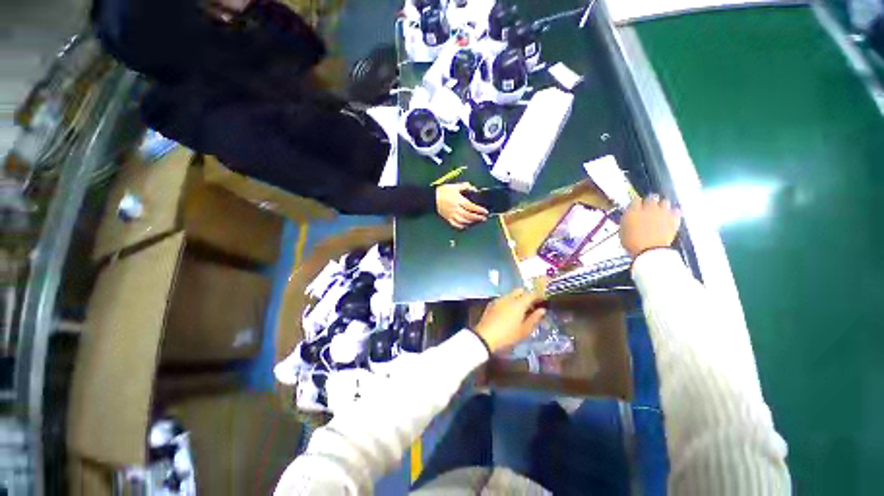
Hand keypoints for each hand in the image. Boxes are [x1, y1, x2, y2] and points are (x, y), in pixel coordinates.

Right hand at [436, 183, 488, 229]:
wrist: (432, 198)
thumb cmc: (443, 191)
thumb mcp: (454, 186)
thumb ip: (465, 186)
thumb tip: (473, 188)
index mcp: (458, 201)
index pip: (471, 206)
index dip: (479, 209)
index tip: (485, 211)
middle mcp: (456, 209)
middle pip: (468, 215)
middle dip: (477, 217)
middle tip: (484, 218)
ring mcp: (451, 215)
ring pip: (463, 221)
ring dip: (471, 222)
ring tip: (477, 221)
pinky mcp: (448, 218)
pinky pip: (455, 224)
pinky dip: (462, 226)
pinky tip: (466, 225)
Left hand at [474, 289, 546, 353]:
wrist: (485, 337)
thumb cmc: (507, 335)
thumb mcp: (524, 330)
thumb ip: (534, 318)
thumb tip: (542, 310)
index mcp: (518, 303)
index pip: (531, 294)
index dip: (538, 296)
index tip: (542, 301)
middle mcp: (508, 297)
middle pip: (520, 291)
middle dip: (527, 295)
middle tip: (531, 306)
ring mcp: (498, 299)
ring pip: (511, 294)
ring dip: (517, 298)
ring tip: (520, 310)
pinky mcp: (491, 303)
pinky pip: (503, 298)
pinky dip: (508, 301)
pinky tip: (509, 312)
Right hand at [620, 195, 681, 258]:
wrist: (650, 250)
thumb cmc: (631, 243)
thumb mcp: (623, 231)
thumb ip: (627, 221)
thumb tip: (629, 217)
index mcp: (633, 211)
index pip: (635, 200)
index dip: (636, 203)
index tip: (636, 206)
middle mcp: (648, 208)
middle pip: (651, 198)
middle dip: (651, 200)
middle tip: (650, 206)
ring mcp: (662, 213)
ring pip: (665, 202)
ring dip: (662, 205)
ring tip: (661, 210)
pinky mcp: (674, 219)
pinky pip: (676, 211)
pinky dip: (674, 213)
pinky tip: (671, 216)